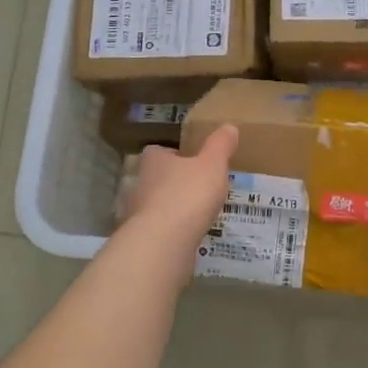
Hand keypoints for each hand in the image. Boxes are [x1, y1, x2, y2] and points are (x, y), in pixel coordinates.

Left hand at [122, 125, 237, 253]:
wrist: (164, 241)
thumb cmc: (188, 194)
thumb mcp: (212, 164)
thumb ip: (221, 145)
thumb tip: (229, 127)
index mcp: (154, 161)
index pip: (158, 151)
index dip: (174, 154)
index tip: (191, 161)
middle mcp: (141, 183)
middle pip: (156, 178)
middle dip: (174, 182)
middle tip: (198, 187)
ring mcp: (138, 212)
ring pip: (156, 204)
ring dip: (172, 208)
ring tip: (196, 214)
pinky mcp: (142, 237)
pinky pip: (158, 229)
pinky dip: (171, 230)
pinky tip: (188, 235)